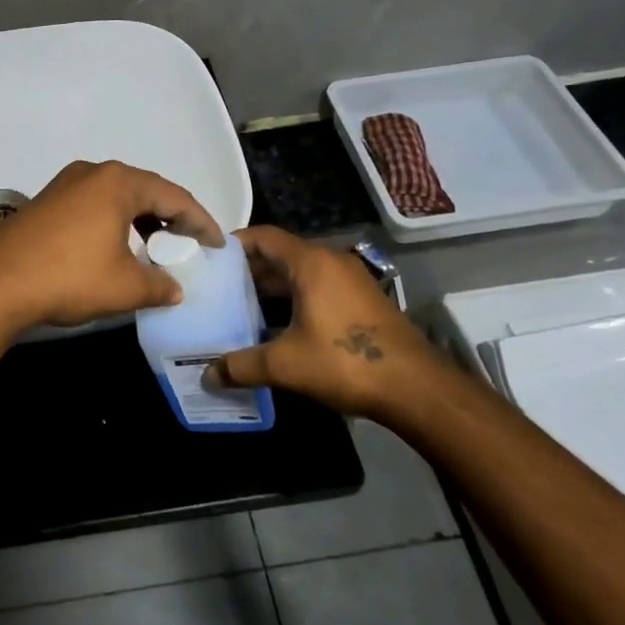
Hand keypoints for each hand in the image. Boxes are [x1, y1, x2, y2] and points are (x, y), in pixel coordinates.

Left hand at [0, 160, 224, 336]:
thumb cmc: (69, 277)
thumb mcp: (125, 287)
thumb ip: (159, 286)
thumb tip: (174, 290)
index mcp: (118, 182)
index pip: (175, 196)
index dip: (201, 221)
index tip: (218, 244)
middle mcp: (93, 172)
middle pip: (145, 190)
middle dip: (171, 217)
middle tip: (190, 244)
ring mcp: (65, 184)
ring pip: (117, 197)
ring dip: (141, 221)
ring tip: (157, 248)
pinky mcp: (46, 201)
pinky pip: (93, 205)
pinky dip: (114, 222)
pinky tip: (116, 248)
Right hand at [208, 225, 448, 417]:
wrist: (417, 388)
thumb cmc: (346, 362)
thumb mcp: (286, 365)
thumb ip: (242, 366)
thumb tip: (207, 375)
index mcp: (311, 263)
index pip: (263, 236)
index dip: (234, 244)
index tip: (208, 259)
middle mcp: (331, 262)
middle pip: (280, 254)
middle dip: (248, 270)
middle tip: (216, 288)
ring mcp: (350, 281)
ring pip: (300, 273)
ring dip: (271, 287)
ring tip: (239, 308)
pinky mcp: (361, 301)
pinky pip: (317, 288)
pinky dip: (293, 299)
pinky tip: (276, 326)